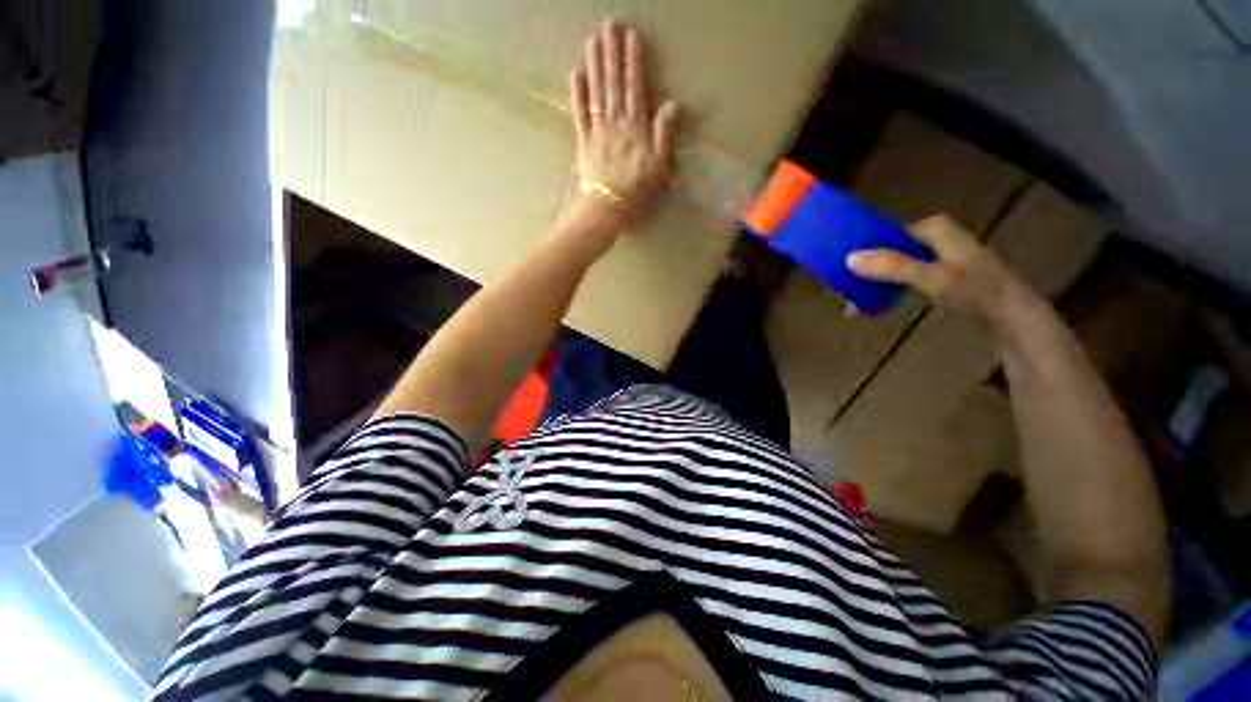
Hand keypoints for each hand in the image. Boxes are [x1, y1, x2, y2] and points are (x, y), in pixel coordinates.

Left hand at [566, 20, 679, 232]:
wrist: (608, 208)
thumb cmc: (637, 192)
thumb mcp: (659, 167)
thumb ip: (664, 135)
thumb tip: (671, 104)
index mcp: (636, 128)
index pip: (636, 88)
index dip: (634, 62)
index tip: (632, 37)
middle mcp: (616, 123)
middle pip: (614, 84)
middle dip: (612, 53)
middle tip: (608, 25)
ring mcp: (597, 131)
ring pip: (596, 92)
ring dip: (595, 64)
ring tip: (592, 39)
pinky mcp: (583, 142)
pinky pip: (579, 114)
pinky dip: (577, 94)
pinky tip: (575, 73)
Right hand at [846, 214, 1029, 319]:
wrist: (1011, 314)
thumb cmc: (973, 290)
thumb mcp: (930, 277)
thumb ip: (891, 266)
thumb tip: (848, 258)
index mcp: (934, 228)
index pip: (888, 233)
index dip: (865, 247)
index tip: (843, 265)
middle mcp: (934, 238)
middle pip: (888, 251)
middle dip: (866, 271)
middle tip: (844, 289)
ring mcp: (938, 257)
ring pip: (894, 267)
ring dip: (873, 285)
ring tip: (853, 305)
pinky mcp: (939, 277)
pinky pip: (902, 280)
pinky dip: (887, 292)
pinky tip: (874, 307)